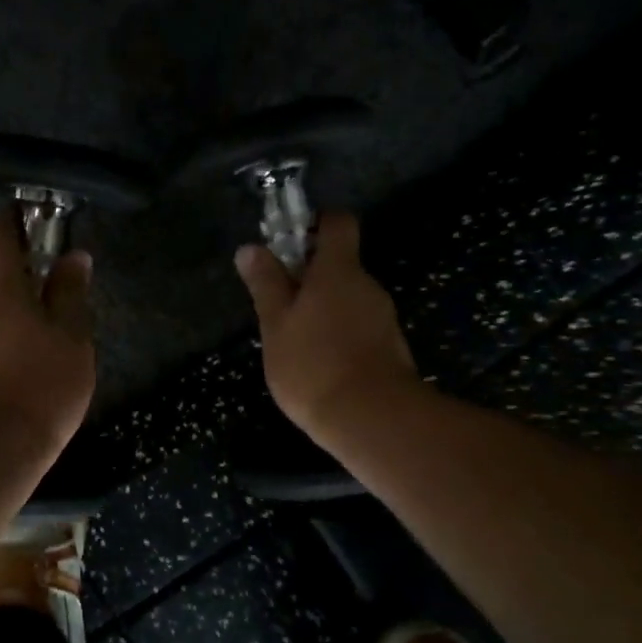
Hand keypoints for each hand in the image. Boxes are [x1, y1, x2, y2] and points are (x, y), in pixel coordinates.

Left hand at [0, 208, 95, 455]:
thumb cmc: (42, 383)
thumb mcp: (72, 336)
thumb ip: (71, 294)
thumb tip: (75, 257)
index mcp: (1, 292)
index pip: (0, 240)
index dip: (11, 220)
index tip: (22, 209)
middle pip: (0, 284)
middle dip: (27, 283)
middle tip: (62, 298)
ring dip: (20, 321)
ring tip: (53, 346)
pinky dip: (9, 349)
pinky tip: (31, 375)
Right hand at [234, 211, 418, 443]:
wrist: (372, 419)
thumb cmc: (314, 364)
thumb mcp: (276, 324)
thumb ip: (265, 284)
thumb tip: (250, 248)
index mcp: (338, 270)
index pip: (338, 223)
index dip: (316, 224)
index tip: (290, 243)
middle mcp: (367, 285)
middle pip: (340, 264)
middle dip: (310, 277)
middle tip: (279, 305)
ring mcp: (383, 317)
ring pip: (348, 299)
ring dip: (324, 309)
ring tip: (295, 342)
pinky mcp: (391, 347)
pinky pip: (359, 327)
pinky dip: (339, 335)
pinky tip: (320, 364)